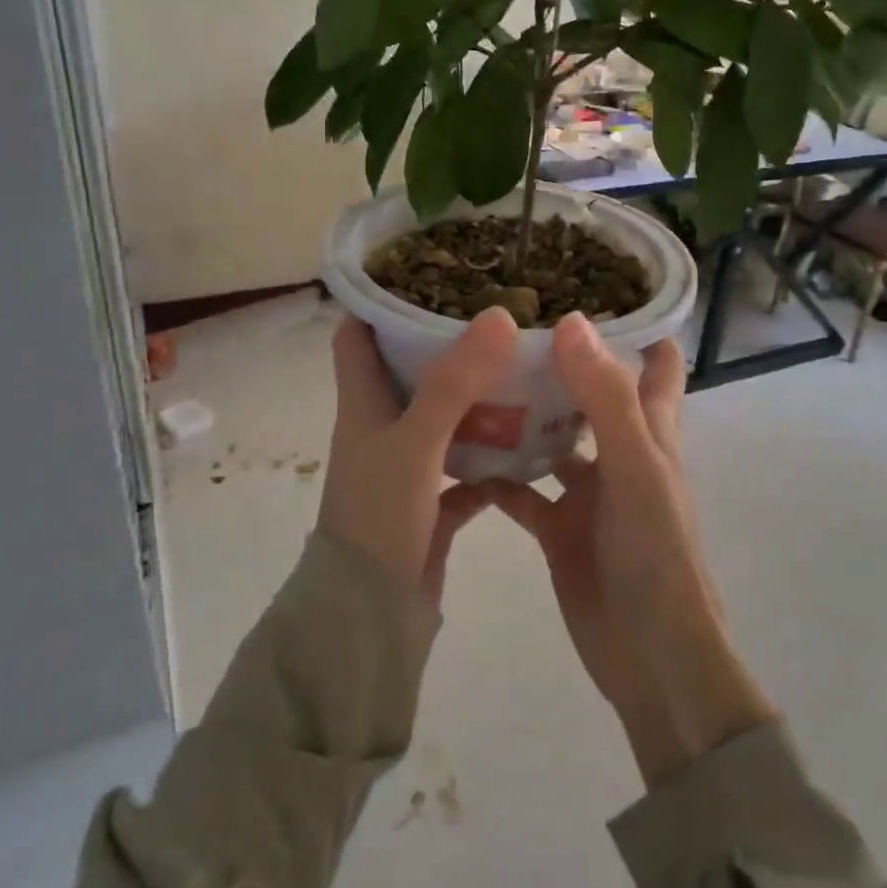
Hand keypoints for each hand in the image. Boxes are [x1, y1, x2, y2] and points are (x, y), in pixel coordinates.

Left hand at [319, 306, 516, 610]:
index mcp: (363, 405)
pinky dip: (491, 453)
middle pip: (407, 371)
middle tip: (496, 312)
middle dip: (443, 341)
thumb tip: (498, 315)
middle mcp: (381, 428)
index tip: (423, 271)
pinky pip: (466, 467)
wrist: (370, 616)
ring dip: (474, 396)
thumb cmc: (380, 517)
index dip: (378, 301)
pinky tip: (530, 439)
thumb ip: (454, 382)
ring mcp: (407, 466)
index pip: (356, 336)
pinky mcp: (431, 503)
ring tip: (521, 364)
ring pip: (442, 417)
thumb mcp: (414, 442)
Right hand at [487, 313, 774, 785]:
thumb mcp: (636, 469)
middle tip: (508, 322)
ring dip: (522, 414)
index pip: (657, 363)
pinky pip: (521, 491)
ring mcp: (588, 492)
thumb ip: (607, 398)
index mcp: (651, 431)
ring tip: (472, 376)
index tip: (594, 285)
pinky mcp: (558, 528)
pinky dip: (495, 474)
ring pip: (552, 438)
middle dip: (561, 361)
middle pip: (592, 393)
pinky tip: (456, 456)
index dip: (638, 325)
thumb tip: (572, 323)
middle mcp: (620, 452)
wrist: (651, 658)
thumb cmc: (655, 556)